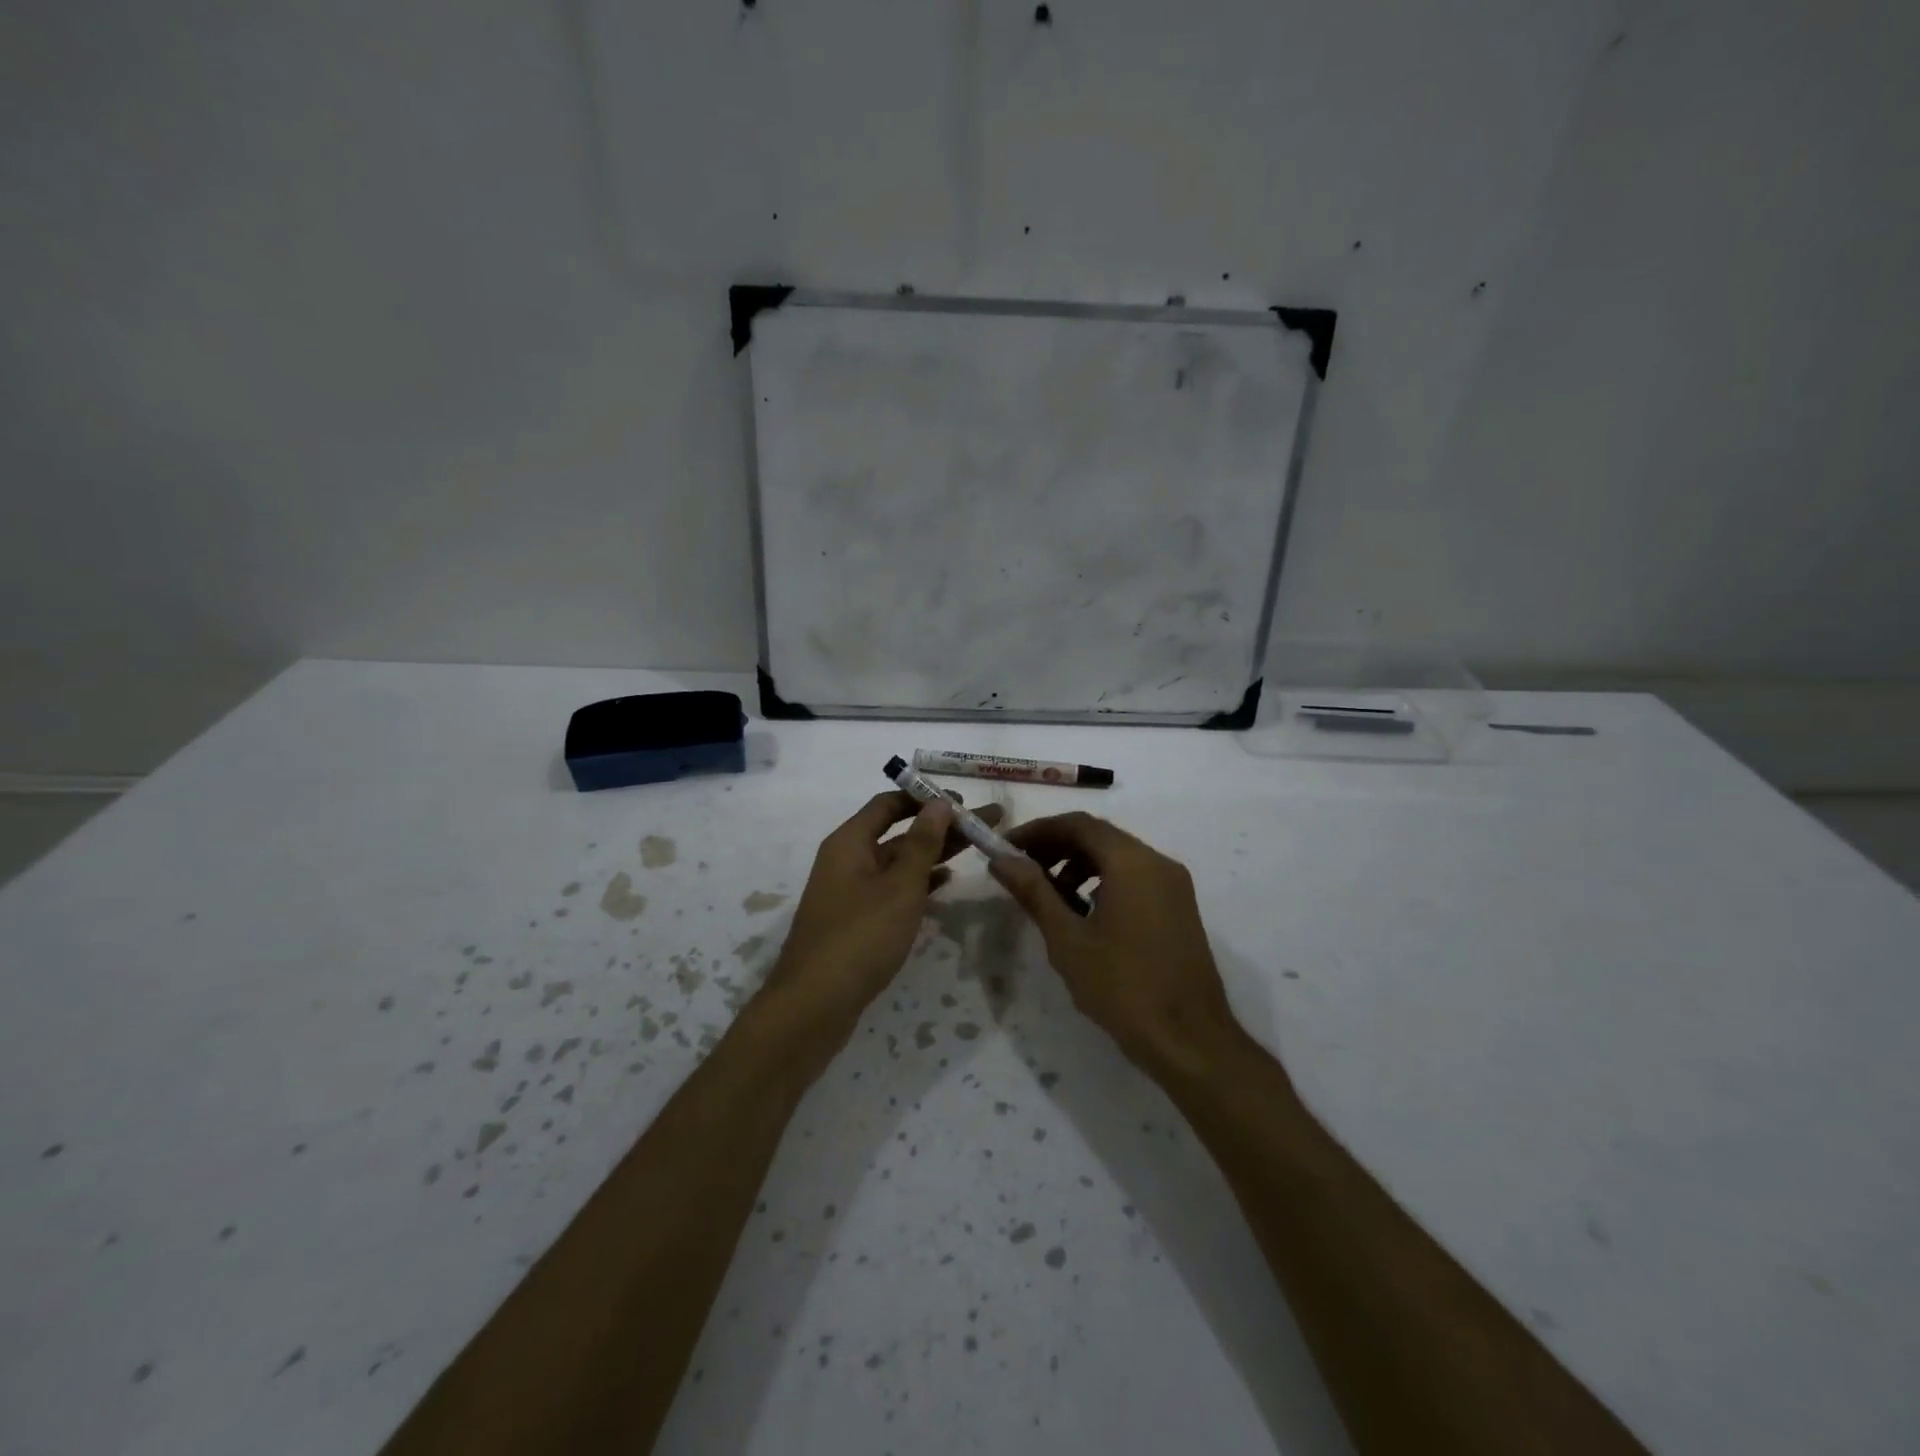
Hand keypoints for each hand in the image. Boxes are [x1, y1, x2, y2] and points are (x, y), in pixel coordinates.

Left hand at [762, 792, 1001, 1055]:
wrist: (814, 1004)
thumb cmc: (860, 937)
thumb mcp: (899, 886)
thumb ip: (922, 843)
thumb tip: (939, 803)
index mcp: (850, 842)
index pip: (889, 803)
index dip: (926, 798)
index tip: (964, 802)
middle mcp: (847, 859)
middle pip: (898, 832)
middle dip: (941, 826)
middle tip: (987, 823)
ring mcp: (850, 891)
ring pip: (897, 862)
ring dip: (933, 853)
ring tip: (975, 848)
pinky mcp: (856, 920)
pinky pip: (892, 888)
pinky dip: (918, 882)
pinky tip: (945, 882)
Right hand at [989, 812, 1247, 1081]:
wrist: (1190, 1041)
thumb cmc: (1122, 987)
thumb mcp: (1068, 939)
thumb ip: (1034, 891)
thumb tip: (1002, 860)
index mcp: (1132, 862)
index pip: (1078, 824)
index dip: (1037, 831)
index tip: (1006, 849)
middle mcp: (1157, 862)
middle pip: (1099, 836)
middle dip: (1056, 847)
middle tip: (1020, 869)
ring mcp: (1174, 885)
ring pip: (1118, 857)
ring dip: (1078, 865)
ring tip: (1049, 896)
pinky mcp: (1179, 908)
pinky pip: (1135, 878)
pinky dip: (1103, 881)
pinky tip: (1083, 914)